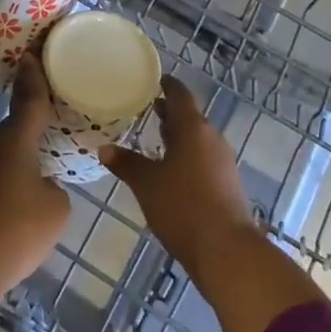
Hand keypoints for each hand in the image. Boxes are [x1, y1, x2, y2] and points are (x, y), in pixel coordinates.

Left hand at [0, 52, 71, 297]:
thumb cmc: (17, 230)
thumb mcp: (56, 207)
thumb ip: (55, 186)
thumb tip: (43, 185)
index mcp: (16, 139)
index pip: (29, 98)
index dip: (34, 75)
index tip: (33, 52)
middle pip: (17, 126)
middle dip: (33, 123)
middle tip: (55, 121)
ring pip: (5, 153)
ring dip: (22, 156)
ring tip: (43, 169)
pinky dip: (10, 180)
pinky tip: (21, 204)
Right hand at [99, 76, 259, 272]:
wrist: (226, 251)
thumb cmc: (183, 207)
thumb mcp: (147, 184)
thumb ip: (126, 164)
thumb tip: (104, 148)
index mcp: (193, 128)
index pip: (180, 95)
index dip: (167, 85)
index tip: (153, 80)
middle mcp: (211, 138)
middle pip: (189, 117)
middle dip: (169, 113)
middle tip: (146, 108)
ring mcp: (222, 162)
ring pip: (197, 139)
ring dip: (178, 136)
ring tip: (154, 138)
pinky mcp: (226, 184)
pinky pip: (203, 158)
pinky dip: (186, 156)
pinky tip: (171, 170)